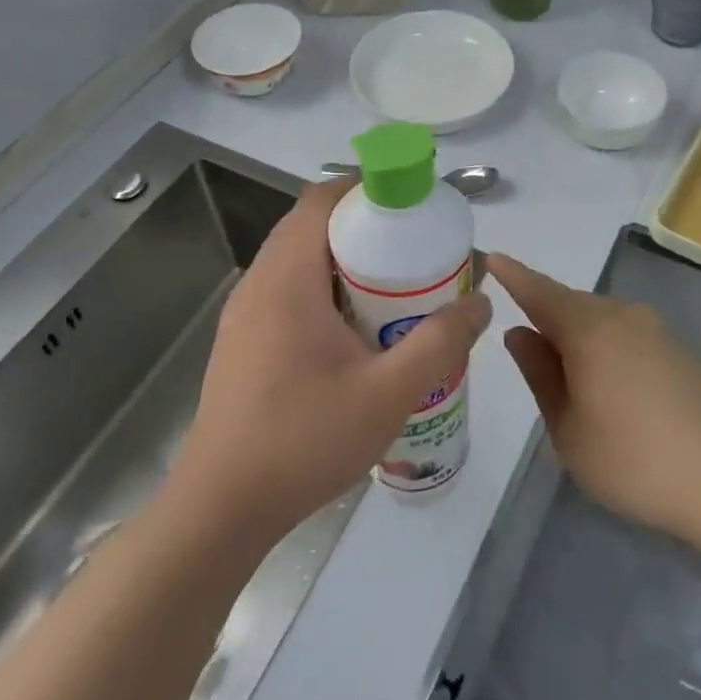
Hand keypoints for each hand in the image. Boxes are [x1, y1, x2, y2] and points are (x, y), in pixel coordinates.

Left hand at [172, 180, 491, 547]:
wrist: (220, 511)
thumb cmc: (302, 442)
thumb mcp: (388, 394)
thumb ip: (440, 343)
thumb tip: (480, 301)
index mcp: (287, 279)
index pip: (321, 200)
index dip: (366, 188)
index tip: (411, 203)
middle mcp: (259, 285)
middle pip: (313, 226)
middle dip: (366, 227)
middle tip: (414, 249)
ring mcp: (246, 316)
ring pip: (301, 261)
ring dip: (346, 261)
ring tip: (395, 288)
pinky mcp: (244, 343)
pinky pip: (290, 292)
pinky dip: (327, 290)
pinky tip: (358, 333)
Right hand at [489, 254, 700, 547]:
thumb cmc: (633, 460)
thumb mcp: (568, 428)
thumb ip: (540, 374)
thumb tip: (519, 333)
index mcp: (590, 329)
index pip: (540, 292)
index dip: (514, 276)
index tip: (491, 256)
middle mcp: (625, 315)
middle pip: (572, 304)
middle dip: (546, 317)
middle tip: (528, 352)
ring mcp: (658, 330)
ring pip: (602, 319)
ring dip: (579, 336)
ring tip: (571, 380)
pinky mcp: (681, 349)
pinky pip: (628, 334)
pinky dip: (608, 347)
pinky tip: (613, 388)